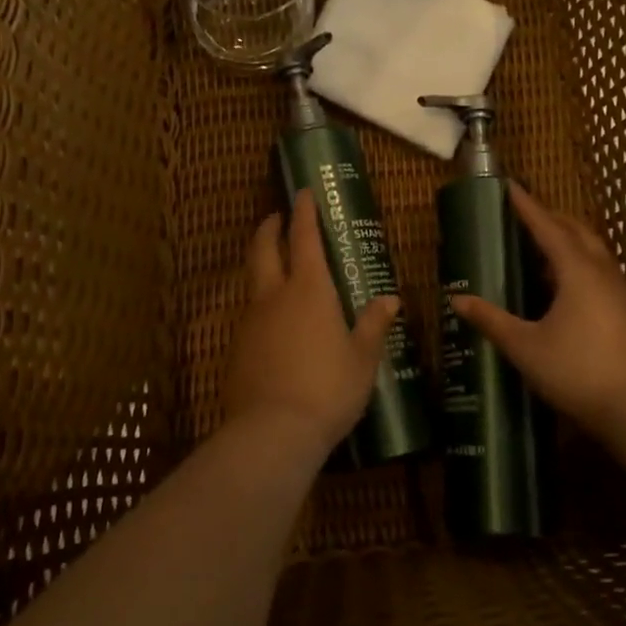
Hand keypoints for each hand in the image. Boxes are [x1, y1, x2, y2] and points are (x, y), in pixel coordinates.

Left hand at [219, 188, 402, 454]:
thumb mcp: (362, 358)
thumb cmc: (328, 389)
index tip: (303, 192)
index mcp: (309, 290)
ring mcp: (250, 321)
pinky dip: (261, 304)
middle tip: (278, 217)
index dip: (304, 212)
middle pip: (264, 249)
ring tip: (278, 269)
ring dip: (263, 265)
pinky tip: (274, 323)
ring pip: (253, 281)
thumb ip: (373, 325)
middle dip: (270, 228)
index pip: (304, 237)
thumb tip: (390, 299)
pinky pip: (249, 314)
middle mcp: (274, 296)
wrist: (272, 432)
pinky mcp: (236, 348)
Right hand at [449, 184, 625, 435]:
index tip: (509, 186)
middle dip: (551, 218)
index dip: (526, 206)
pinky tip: (565, 287)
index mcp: (577, 271)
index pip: (547, 227)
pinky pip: (601, 272)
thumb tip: (457, 299)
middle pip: (577, 231)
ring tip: (542, 247)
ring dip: (568, 240)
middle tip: (524, 215)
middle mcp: (602, 272)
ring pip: (593, 251)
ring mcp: (620, 292)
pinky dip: (580, 263)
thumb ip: (492, 320)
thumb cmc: (578, 371)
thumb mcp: (525, 347)